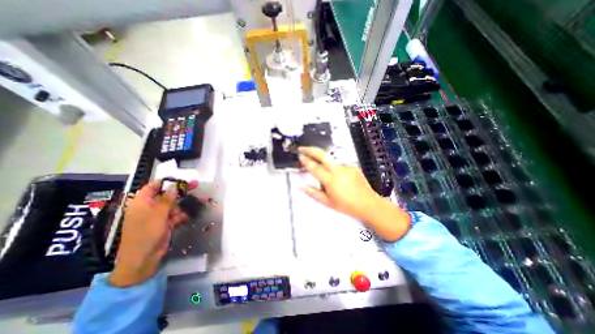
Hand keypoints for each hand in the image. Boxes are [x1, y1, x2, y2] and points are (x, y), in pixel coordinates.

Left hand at [107, 180, 197, 287]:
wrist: (143, 258)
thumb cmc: (147, 232)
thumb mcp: (158, 213)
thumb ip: (168, 198)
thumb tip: (174, 187)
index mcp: (142, 202)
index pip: (154, 186)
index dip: (168, 182)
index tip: (182, 180)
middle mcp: (149, 207)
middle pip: (167, 195)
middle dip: (182, 191)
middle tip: (196, 185)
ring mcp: (158, 216)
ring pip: (174, 205)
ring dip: (186, 203)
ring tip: (201, 200)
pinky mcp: (165, 223)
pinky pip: (176, 215)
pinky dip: (184, 214)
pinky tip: (192, 213)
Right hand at [300, 147, 412, 241]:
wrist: (368, 204)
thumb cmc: (347, 205)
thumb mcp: (327, 202)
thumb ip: (313, 193)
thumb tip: (301, 187)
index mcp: (330, 180)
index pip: (315, 167)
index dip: (306, 161)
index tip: (300, 156)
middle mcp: (338, 170)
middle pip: (322, 155)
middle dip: (310, 149)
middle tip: (303, 148)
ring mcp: (346, 167)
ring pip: (331, 161)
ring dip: (325, 165)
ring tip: (330, 180)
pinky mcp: (353, 166)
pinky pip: (340, 166)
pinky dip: (336, 170)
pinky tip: (341, 180)